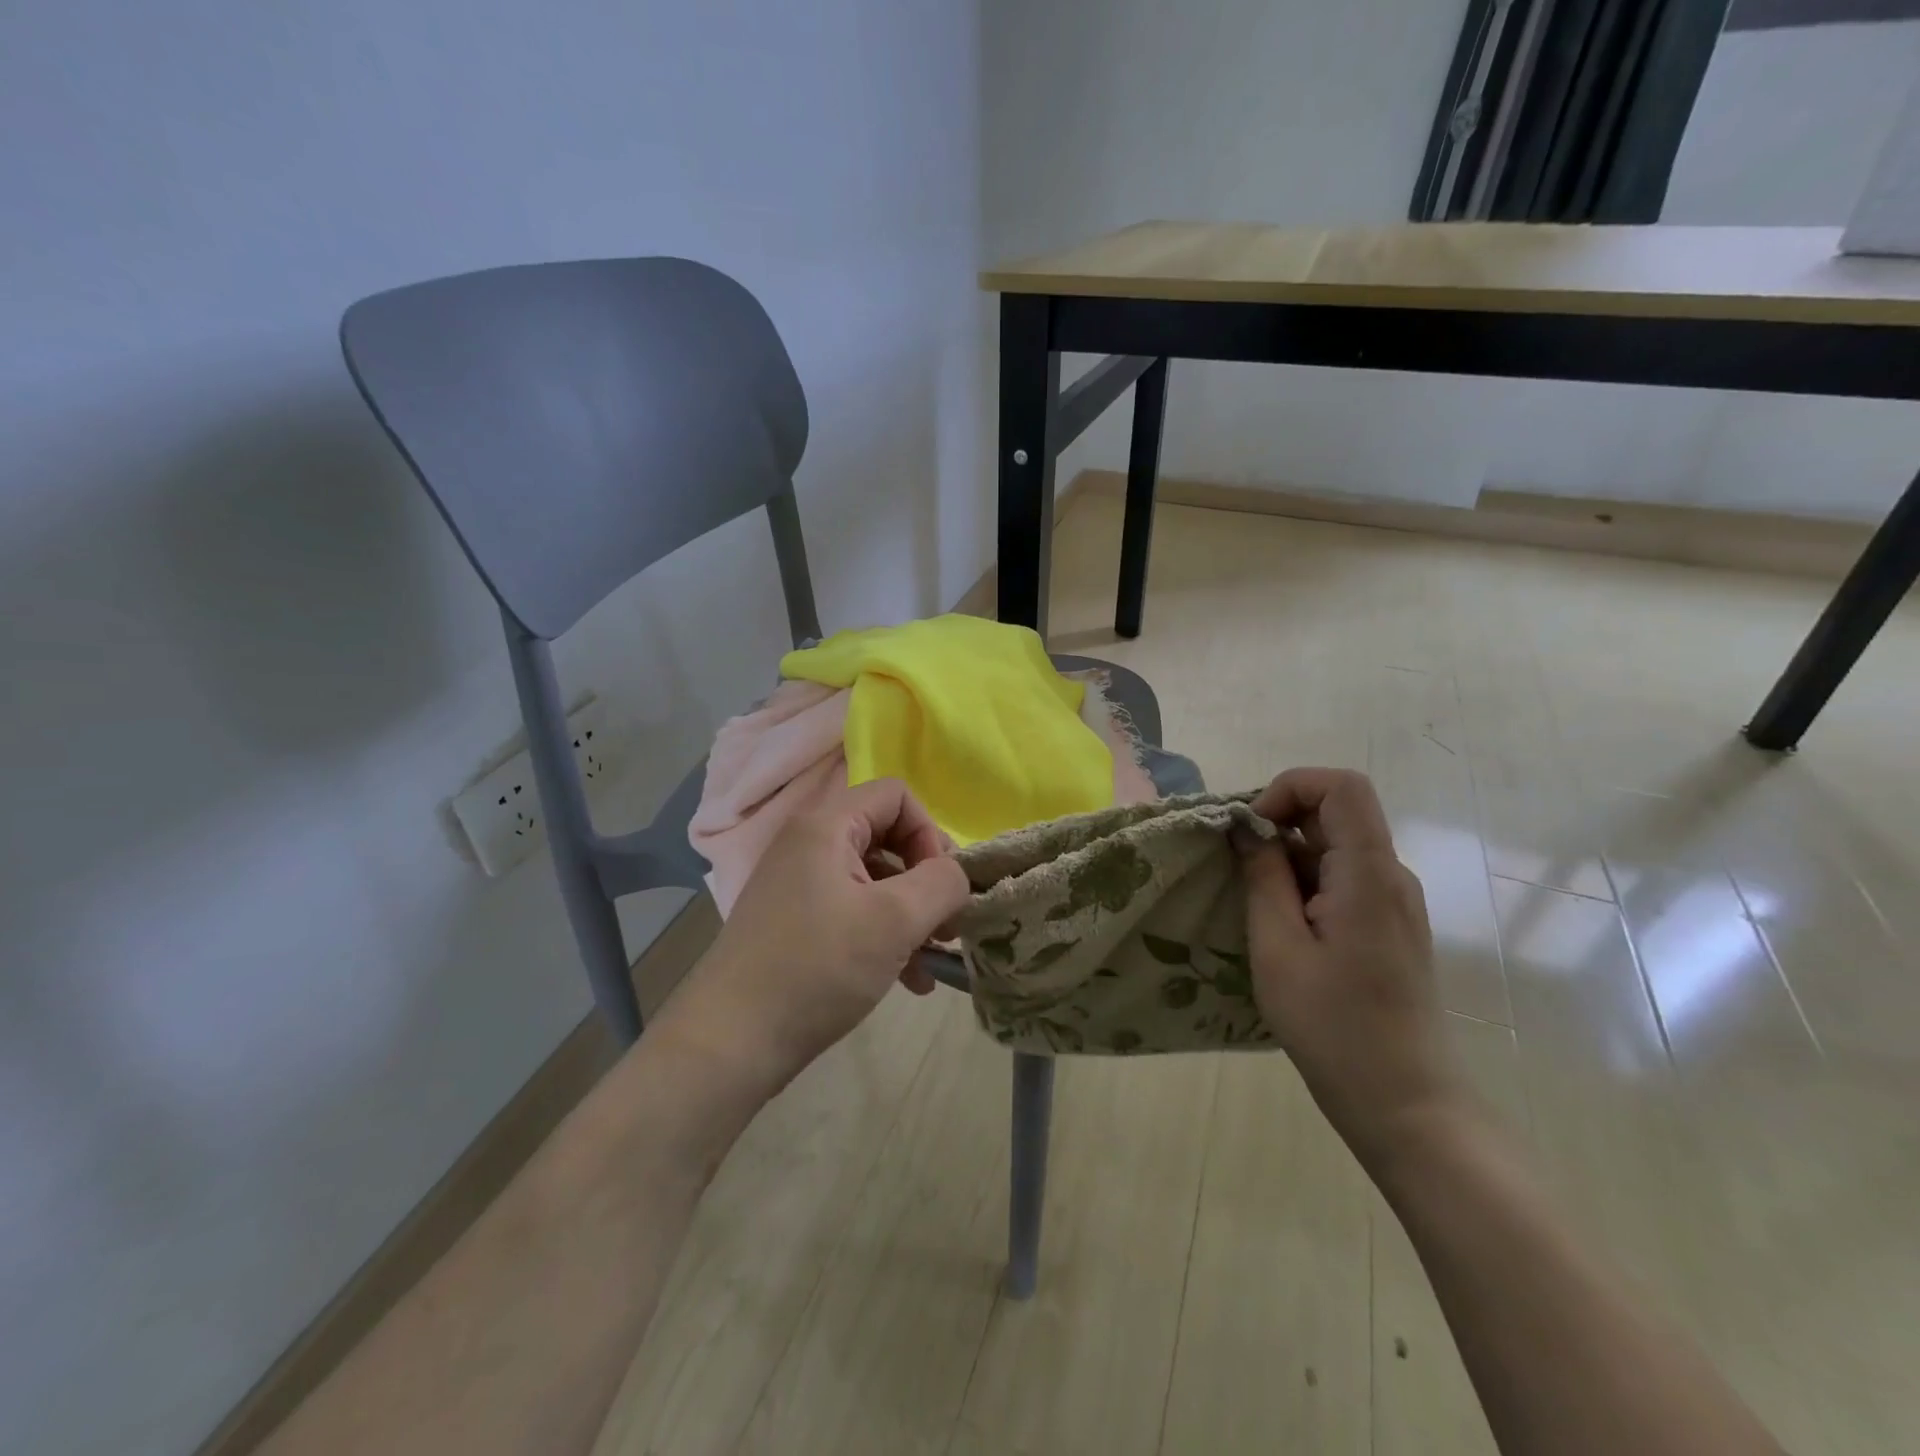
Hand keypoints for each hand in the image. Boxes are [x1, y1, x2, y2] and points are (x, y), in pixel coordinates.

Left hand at [657, 779, 970, 1097]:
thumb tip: (958, 874)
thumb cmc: (817, 968)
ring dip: (910, 916)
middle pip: (887, 837)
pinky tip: (908, 981)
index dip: (929, 834)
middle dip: (925, 881)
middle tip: (945, 926)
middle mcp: (809, 845)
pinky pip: (854, 912)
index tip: (939, 887)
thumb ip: (941, 884)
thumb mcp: (894, 921)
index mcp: (826, 826)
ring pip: (874, 881)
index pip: (896, 795)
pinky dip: (884, 937)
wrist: (729, 1043)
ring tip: (931, 961)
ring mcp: (799, 886)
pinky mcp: (796, 923)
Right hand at [1236, 768, 1458, 1161]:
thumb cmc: (1334, 1028)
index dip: (1289, 788)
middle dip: (1280, 824)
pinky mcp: (1390, 925)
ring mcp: (1395, 901)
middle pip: (1337, 812)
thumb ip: (1263, 878)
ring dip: (1289, 858)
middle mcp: (1392, 876)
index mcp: (1369, 874)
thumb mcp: (1278, 949)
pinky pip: (1345, 878)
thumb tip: (1247, 829)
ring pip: (1337, 847)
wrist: (1407, 1104)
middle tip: (1239, 869)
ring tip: (1256, 908)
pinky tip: (1283, 927)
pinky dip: (1306, 883)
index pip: (1340, 786)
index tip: (1251, 830)